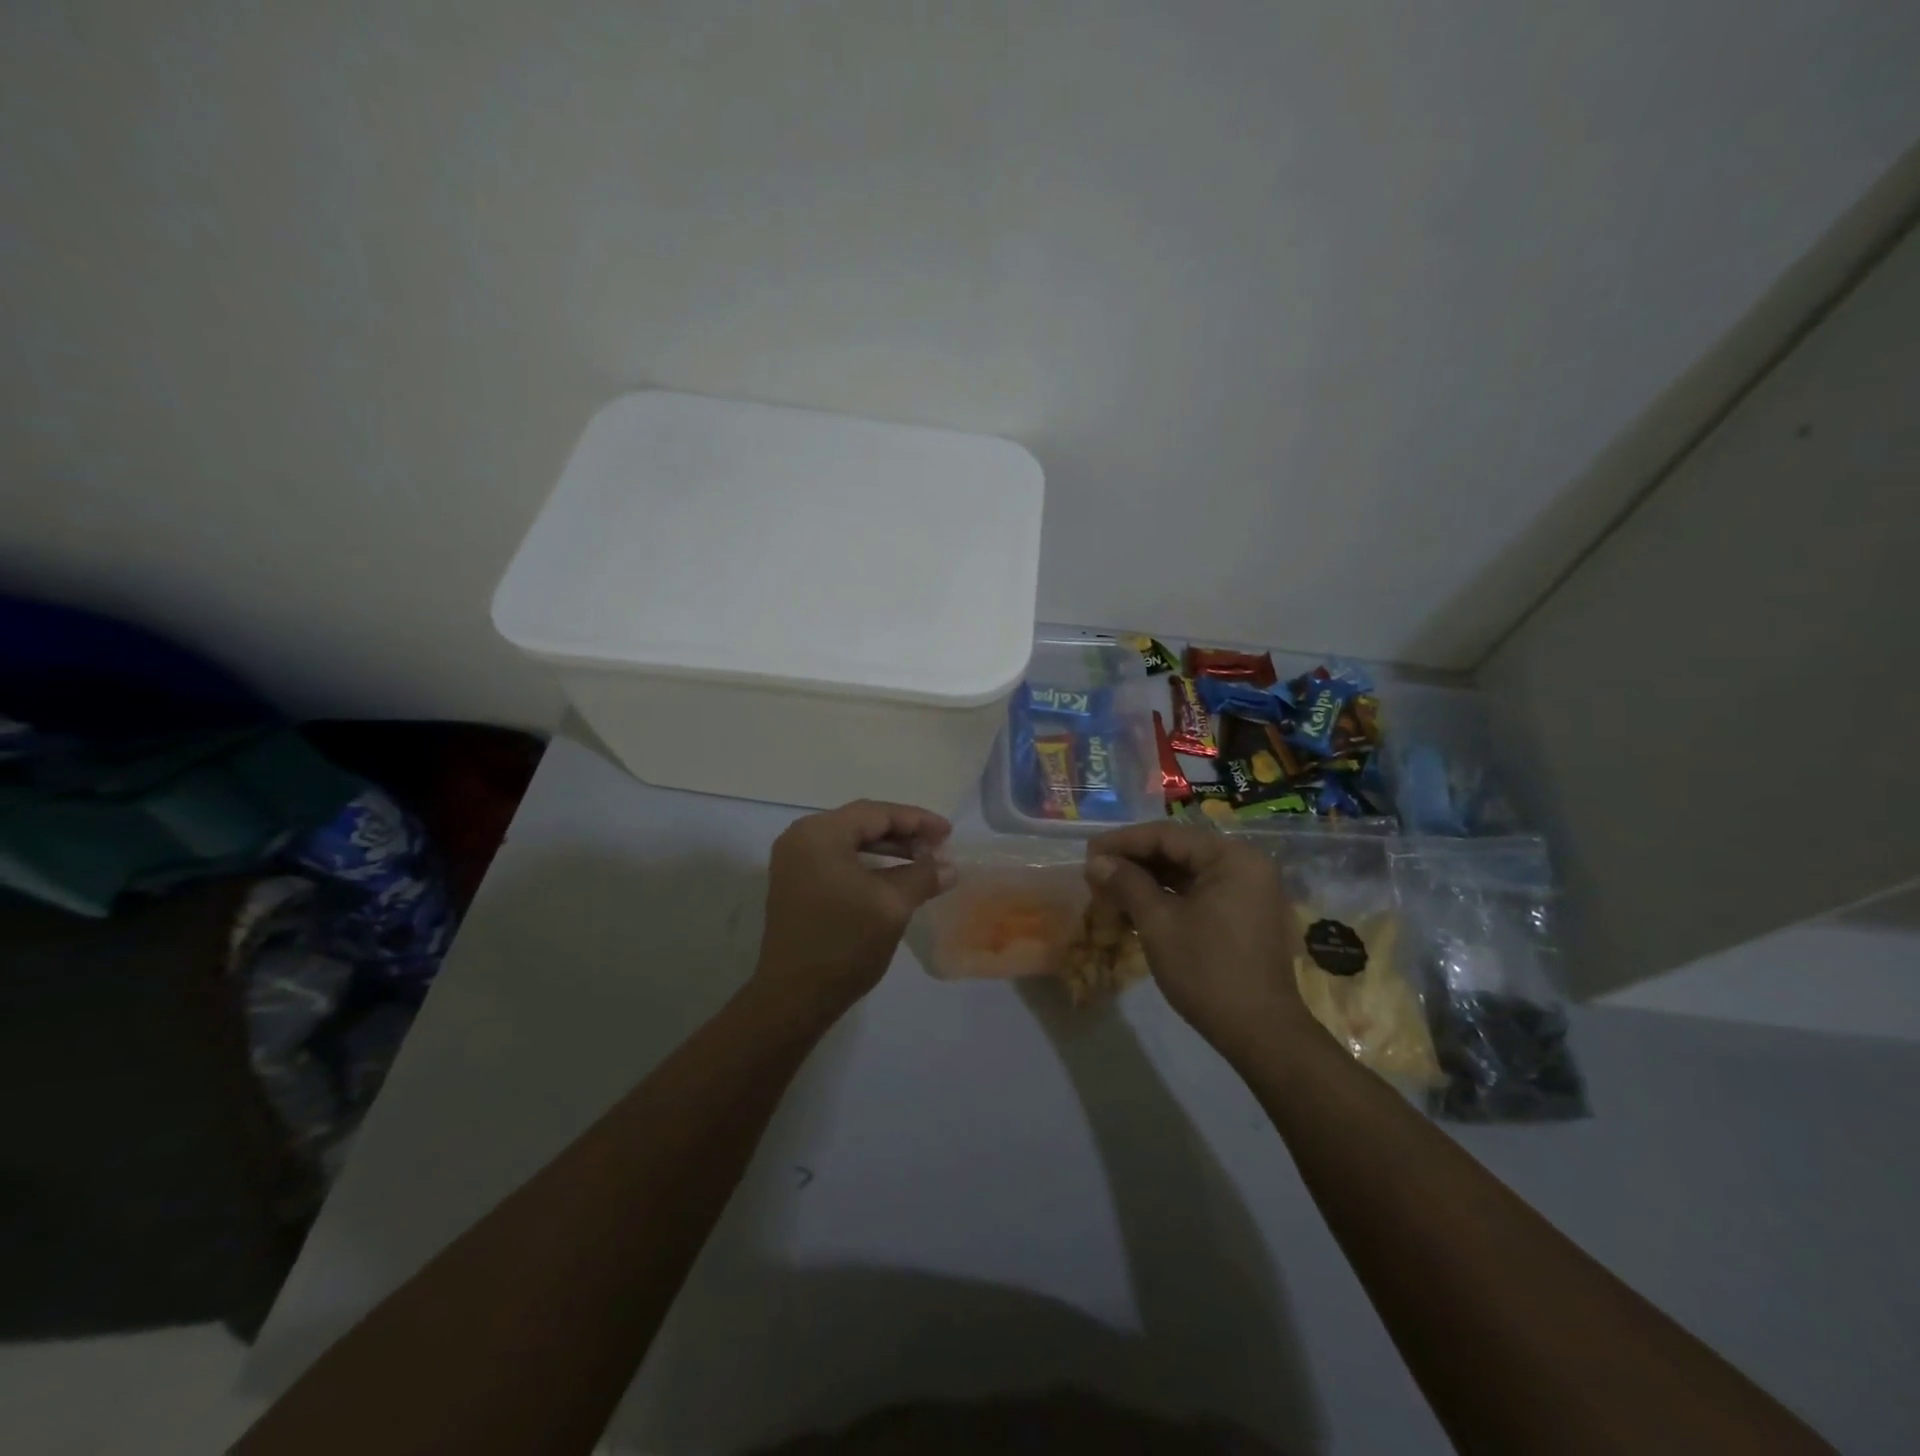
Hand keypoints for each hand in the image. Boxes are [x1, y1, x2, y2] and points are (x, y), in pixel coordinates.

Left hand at [754, 800, 954, 1019]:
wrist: (794, 998)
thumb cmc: (844, 944)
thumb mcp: (892, 906)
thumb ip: (923, 876)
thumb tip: (949, 866)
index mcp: (819, 834)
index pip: (876, 813)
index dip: (917, 820)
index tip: (949, 832)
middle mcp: (801, 838)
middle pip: (861, 822)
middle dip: (903, 832)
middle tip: (939, 845)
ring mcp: (794, 862)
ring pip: (851, 842)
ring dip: (888, 848)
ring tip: (923, 860)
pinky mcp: (796, 884)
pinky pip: (839, 860)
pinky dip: (868, 863)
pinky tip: (894, 876)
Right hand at [1085, 822, 1311, 1061]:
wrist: (1261, 1033)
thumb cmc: (1207, 970)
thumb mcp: (1158, 923)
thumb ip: (1126, 883)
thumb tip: (1095, 861)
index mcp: (1231, 857)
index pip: (1167, 835)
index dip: (1122, 842)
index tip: (1087, 853)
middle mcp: (1245, 864)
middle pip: (1178, 851)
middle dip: (1133, 862)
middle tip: (1094, 873)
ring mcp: (1248, 891)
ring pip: (1186, 873)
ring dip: (1147, 880)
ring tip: (1109, 890)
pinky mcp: (1244, 915)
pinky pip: (1199, 892)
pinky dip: (1167, 897)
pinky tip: (1137, 908)